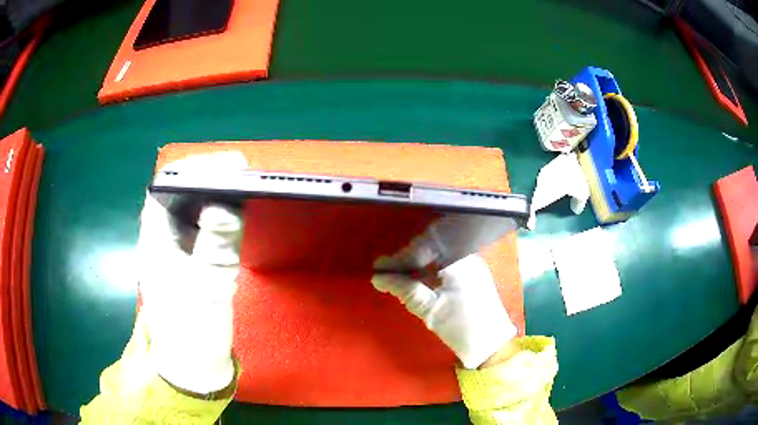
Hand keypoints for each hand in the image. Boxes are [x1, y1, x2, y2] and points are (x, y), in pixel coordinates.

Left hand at [137, 152, 245, 393]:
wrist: (192, 363)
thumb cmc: (193, 330)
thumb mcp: (205, 290)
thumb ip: (214, 248)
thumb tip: (224, 207)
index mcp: (154, 242)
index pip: (165, 188)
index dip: (192, 169)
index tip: (226, 165)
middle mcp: (160, 239)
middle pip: (177, 193)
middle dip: (206, 177)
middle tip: (240, 172)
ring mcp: (173, 250)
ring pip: (188, 208)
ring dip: (212, 194)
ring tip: (240, 185)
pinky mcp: (187, 261)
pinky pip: (198, 227)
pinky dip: (216, 215)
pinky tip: (232, 214)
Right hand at [372, 255, 515, 368]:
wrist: (491, 344)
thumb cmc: (462, 326)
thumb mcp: (429, 308)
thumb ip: (404, 288)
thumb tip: (378, 277)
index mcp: (458, 260)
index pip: (423, 248)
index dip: (399, 258)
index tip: (379, 267)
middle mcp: (466, 256)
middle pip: (430, 249)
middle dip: (408, 260)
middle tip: (387, 273)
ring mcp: (472, 265)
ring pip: (438, 258)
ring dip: (418, 266)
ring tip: (399, 278)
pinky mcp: (473, 276)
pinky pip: (447, 266)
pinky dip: (430, 272)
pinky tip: (418, 281)